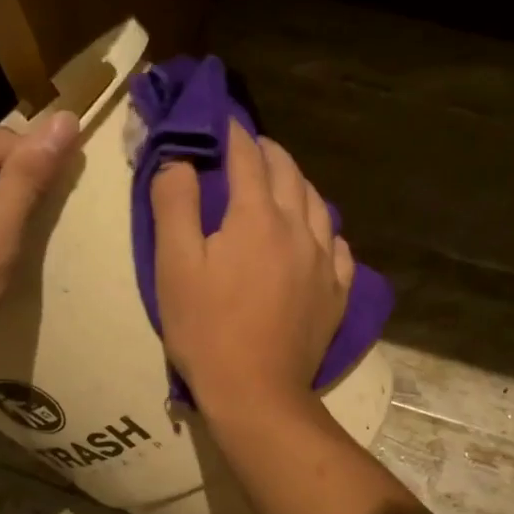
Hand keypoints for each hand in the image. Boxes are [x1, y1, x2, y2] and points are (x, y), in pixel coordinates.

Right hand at [151, 124, 353, 416]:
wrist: (256, 392)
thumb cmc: (206, 329)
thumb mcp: (174, 265)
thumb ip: (175, 204)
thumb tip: (181, 159)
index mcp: (257, 217)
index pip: (248, 158)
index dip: (233, 134)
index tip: (221, 120)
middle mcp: (300, 229)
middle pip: (289, 174)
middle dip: (267, 153)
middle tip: (248, 148)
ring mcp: (325, 262)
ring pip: (318, 205)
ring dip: (298, 185)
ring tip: (281, 184)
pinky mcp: (337, 293)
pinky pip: (339, 247)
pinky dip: (324, 230)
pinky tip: (317, 237)